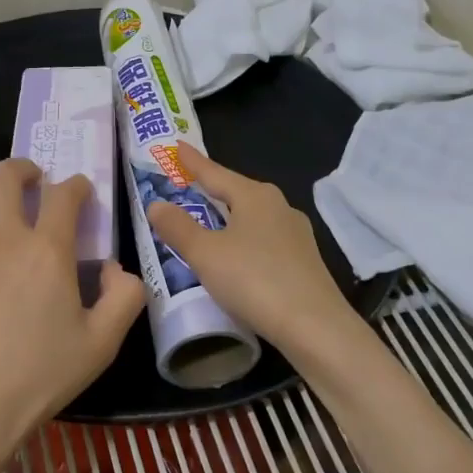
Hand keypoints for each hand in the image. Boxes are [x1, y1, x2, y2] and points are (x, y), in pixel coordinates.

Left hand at [0, 158, 145, 471]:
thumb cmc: (38, 375)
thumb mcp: (101, 344)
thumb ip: (125, 298)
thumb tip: (117, 269)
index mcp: (46, 249)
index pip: (63, 194)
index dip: (77, 186)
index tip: (83, 192)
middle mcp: (2, 239)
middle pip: (5, 176)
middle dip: (24, 168)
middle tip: (37, 181)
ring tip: (5, 212)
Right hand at [144, 142, 363, 368]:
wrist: (316, 327)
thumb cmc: (254, 280)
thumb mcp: (205, 254)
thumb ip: (178, 227)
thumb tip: (156, 204)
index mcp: (255, 196)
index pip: (215, 172)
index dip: (193, 162)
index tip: (177, 145)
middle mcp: (279, 206)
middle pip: (237, 192)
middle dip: (213, 188)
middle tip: (189, 183)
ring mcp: (296, 234)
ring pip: (253, 216)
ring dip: (229, 216)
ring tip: (210, 218)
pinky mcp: (304, 261)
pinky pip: (264, 239)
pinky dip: (244, 239)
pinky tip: (238, 254)